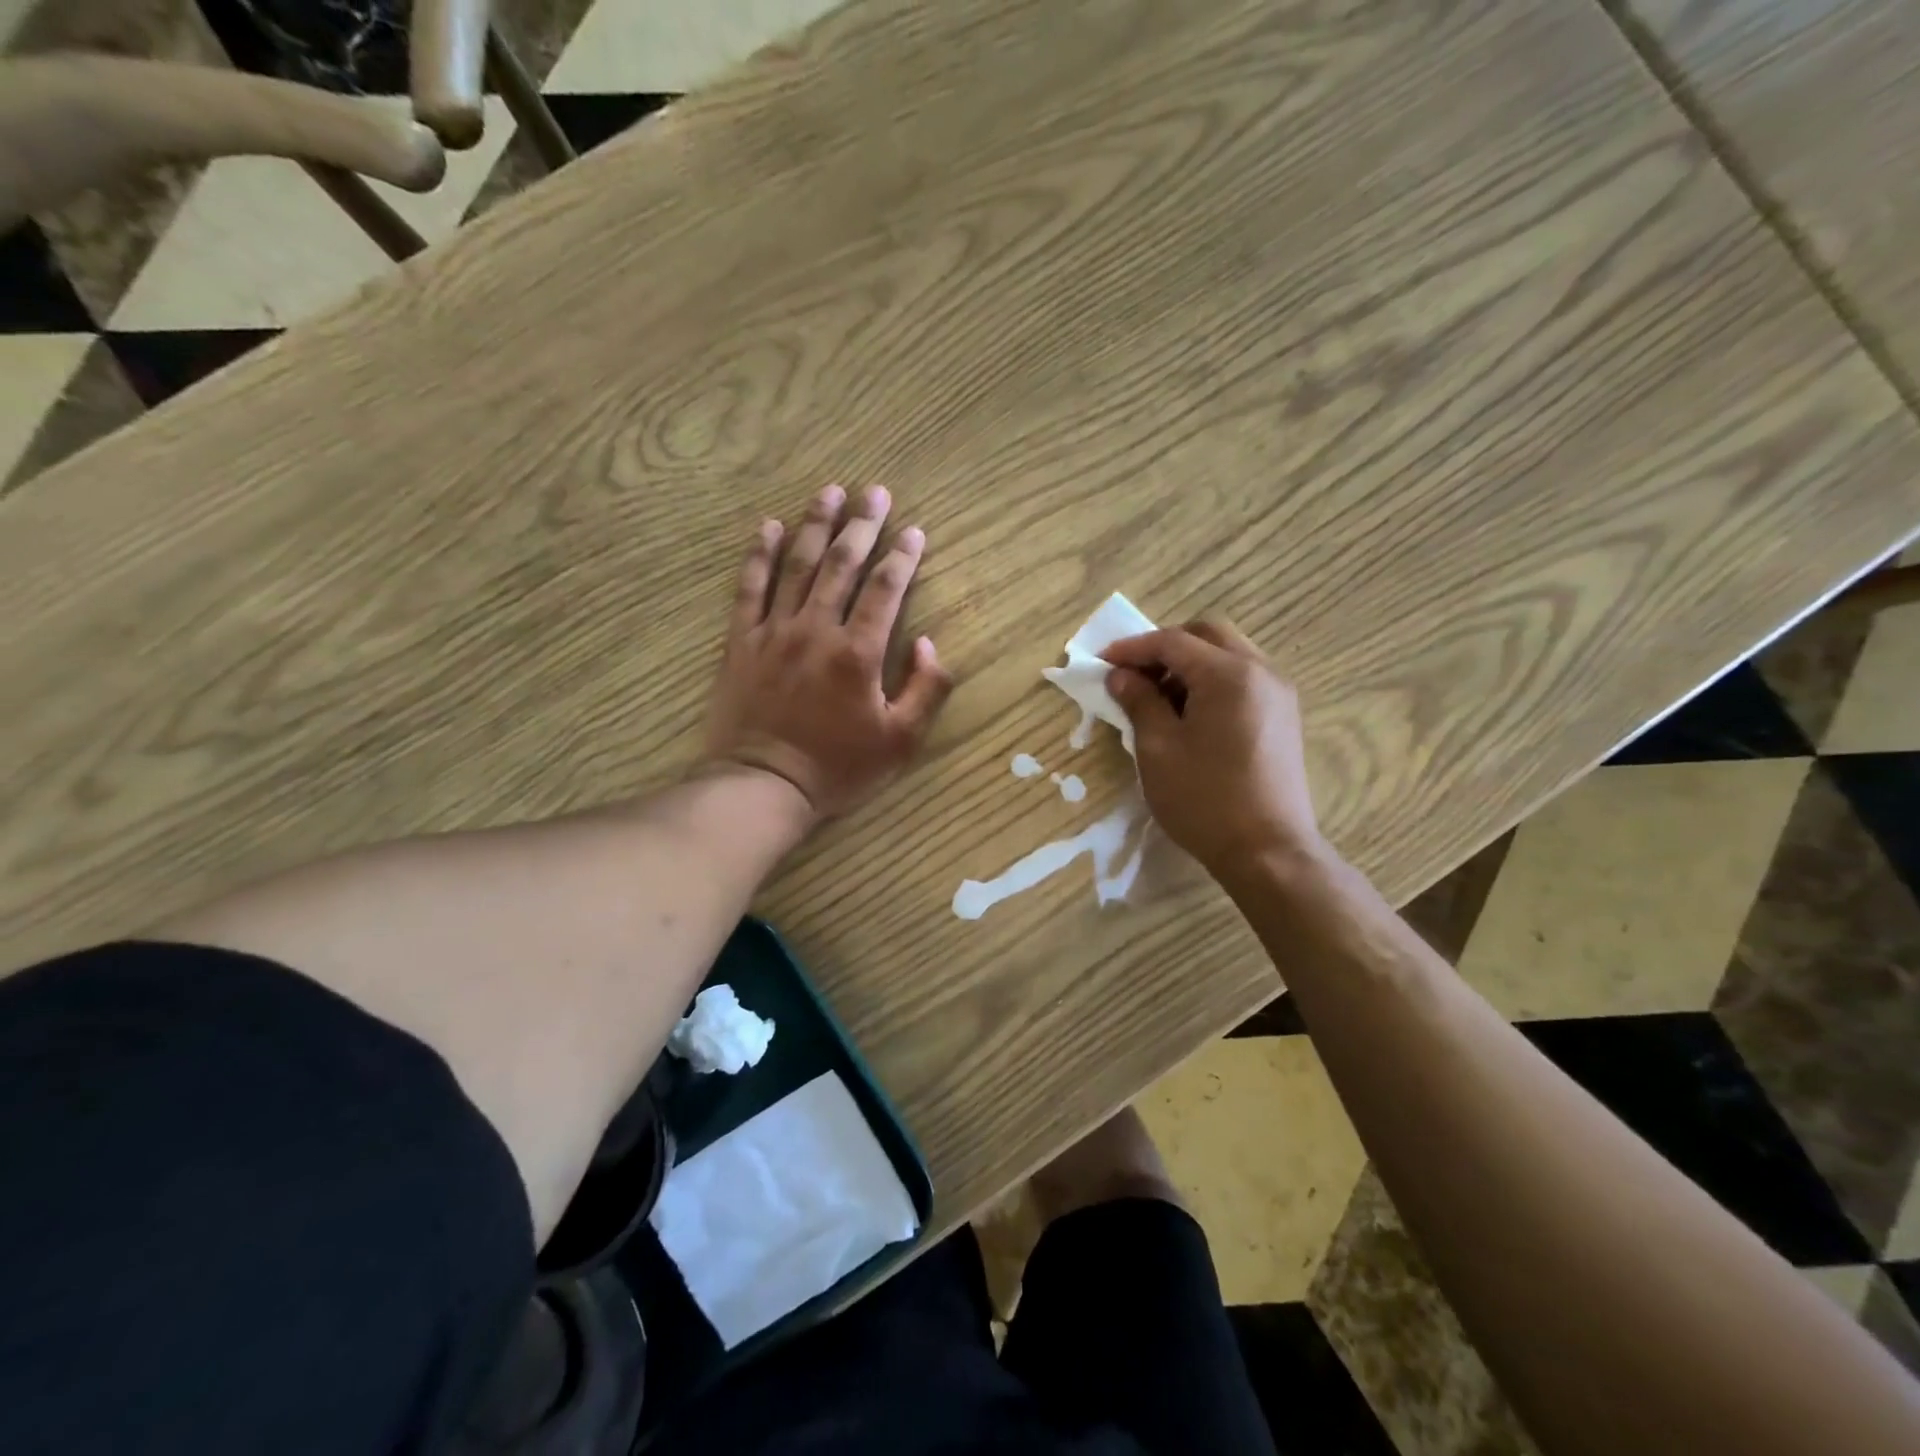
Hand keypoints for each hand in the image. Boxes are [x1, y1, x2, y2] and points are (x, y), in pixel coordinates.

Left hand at [703, 485, 952, 821]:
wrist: (763, 785)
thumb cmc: (837, 768)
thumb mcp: (900, 742)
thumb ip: (925, 691)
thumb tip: (930, 646)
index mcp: (858, 653)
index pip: (886, 589)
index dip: (903, 556)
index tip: (914, 530)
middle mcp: (817, 630)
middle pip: (842, 564)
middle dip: (862, 525)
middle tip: (875, 491)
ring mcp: (775, 631)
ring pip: (797, 566)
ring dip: (815, 525)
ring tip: (830, 492)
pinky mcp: (741, 641)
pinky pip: (750, 589)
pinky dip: (759, 555)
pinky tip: (768, 527)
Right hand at [1102, 621, 1322, 876]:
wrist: (1268, 851)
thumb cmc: (1204, 799)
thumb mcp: (1158, 748)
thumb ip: (1139, 701)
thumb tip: (1121, 676)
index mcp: (1228, 674)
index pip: (1172, 642)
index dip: (1132, 648)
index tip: (1101, 663)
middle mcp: (1260, 671)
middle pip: (1207, 635)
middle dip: (1164, 647)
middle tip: (1132, 673)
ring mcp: (1278, 693)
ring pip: (1228, 654)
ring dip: (1189, 663)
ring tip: (1156, 696)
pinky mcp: (1283, 716)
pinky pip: (1243, 678)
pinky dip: (1211, 681)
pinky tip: (1188, 713)